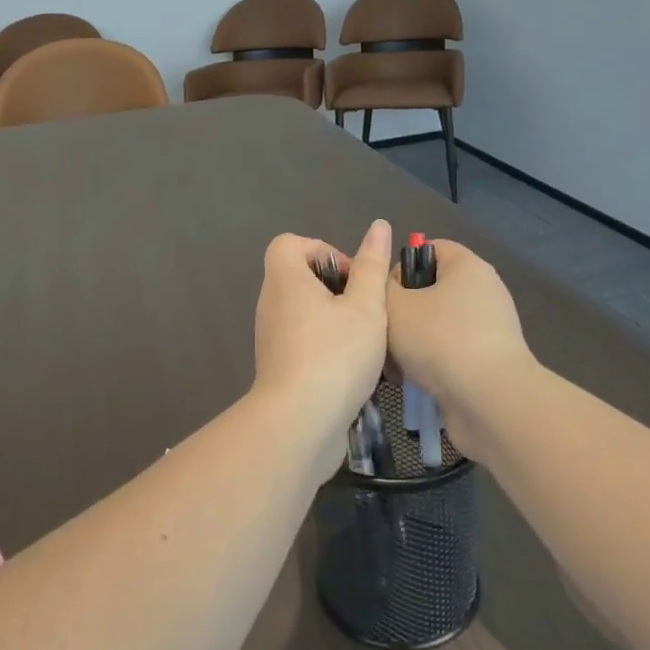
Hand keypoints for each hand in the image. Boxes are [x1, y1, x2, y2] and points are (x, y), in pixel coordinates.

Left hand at [252, 220, 393, 431]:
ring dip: (336, 318)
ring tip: (367, 339)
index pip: (290, 244)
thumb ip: (372, 266)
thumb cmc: (335, 355)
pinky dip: (327, 344)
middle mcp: (271, 303)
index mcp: (284, 279)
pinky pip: (303, 340)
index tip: (352, 275)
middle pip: (300, 277)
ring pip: (305, 311)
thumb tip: (379, 226)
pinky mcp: (278, 366)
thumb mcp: (365, 306)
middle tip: (365, 308)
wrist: (299, 423)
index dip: (323, 250)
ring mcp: (271, 336)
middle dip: (337, 287)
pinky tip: (355, 367)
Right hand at [385, 239, 535, 457]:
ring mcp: (490, 327)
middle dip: (403, 311)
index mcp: (467, 266)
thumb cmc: (440, 340)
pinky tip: (411, 381)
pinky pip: (452, 351)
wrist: (490, 402)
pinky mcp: (490, 361)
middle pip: (432, 289)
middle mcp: (484, 290)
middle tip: (381, 332)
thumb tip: (391, 289)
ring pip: (437, 324)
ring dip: (413, 342)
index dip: (401, 266)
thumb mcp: (394, 305)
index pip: (429, 249)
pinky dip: (431, 363)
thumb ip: (382, 287)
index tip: (383, 294)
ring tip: (392, 363)